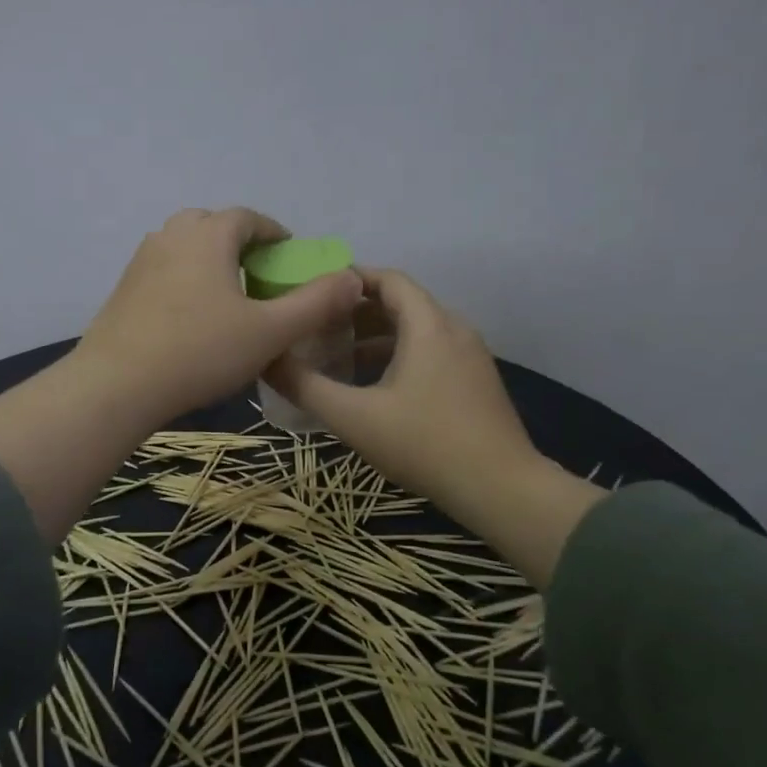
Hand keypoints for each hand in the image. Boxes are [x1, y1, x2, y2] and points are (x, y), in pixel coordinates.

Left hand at [73, 208, 362, 430]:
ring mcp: (141, 261)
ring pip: (184, 246)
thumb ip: (315, 304)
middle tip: (259, 276)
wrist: (116, 385)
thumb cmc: (200, 352)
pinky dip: (185, 280)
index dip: (275, 234)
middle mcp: (171, 236)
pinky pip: (164, 270)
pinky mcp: (123, 289)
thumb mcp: (269, 332)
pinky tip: (192, 318)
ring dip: (210, 260)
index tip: (290, 258)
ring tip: (228, 297)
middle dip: (240, 243)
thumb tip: (353, 278)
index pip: (248, 218)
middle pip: (212, 225)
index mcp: (208, 235)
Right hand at [269, 268, 603, 587]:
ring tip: (339, 356)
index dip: (350, 279)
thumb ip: (306, 386)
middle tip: (318, 326)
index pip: (388, 279)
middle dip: (357, 311)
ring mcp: (471, 355)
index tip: (314, 292)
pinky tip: (377, 386)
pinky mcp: (477, 380)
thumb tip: (266, 360)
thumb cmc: (424, 444)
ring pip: (418, 330)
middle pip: (402, 302)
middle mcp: (454, 328)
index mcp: (428, 324)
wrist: (500, 487)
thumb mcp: (354, 418)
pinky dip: (400, 355)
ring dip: (378, 337)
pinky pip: (432, 351)